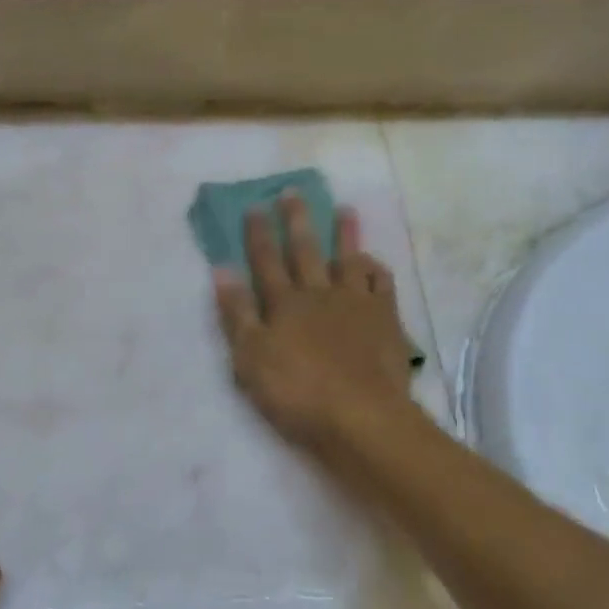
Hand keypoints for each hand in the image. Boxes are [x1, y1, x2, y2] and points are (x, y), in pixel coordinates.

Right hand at [214, 194, 415, 447]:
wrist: (361, 416)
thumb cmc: (297, 393)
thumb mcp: (250, 358)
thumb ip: (237, 314)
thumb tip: (221, 271)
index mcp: (284, 304)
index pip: (266, 261)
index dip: (258, 234)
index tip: (254, 206)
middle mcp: (320, 293)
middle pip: (306, 250)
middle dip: (297, 220)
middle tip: (294, 191)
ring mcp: (357, 304)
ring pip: (349, 259)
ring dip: (345, 234)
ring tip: (344, 209)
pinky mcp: (386, 320)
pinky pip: (382, 284)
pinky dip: (376, 269)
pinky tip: (373, 261)